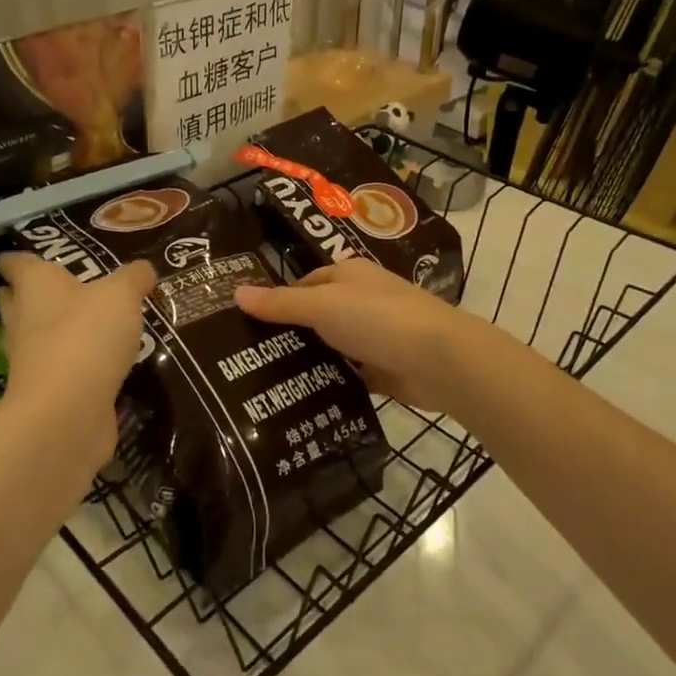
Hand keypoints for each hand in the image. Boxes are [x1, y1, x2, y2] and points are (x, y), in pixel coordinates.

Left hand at [0, 253, 155, 464]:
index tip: (14, 254)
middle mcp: (24, 320)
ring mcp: (31, 360)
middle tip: (57, 285)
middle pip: (17, 301)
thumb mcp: (122, 296)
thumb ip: (133, 278)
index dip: (15, 258)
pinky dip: (71, 363)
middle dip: (28, 294)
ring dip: (51, 330)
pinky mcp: (46, 392)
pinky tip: (95, 362)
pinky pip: (57, 369)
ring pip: (35, 336)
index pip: (16, 264)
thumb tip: (143, 269)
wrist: (66, 413)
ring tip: (83, 322)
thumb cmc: (86, 337)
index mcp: (36, 287)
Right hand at [236, 260, 481, 412]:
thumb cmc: (378, 319)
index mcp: (348, 275)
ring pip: (332, 346)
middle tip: (247, 360)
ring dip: (309, 361)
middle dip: (289, 335)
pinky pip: (349, 373)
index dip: (276, 302)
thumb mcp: (322, 305)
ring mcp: (375, 335)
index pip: (303, 284)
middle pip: (316, 316)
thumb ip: (281, 303)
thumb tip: (235, 292)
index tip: (245, 327)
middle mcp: (361, 300)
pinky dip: (331, 383)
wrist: (440, 360)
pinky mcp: (384, 368)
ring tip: (265, 384)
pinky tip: (301, 399)